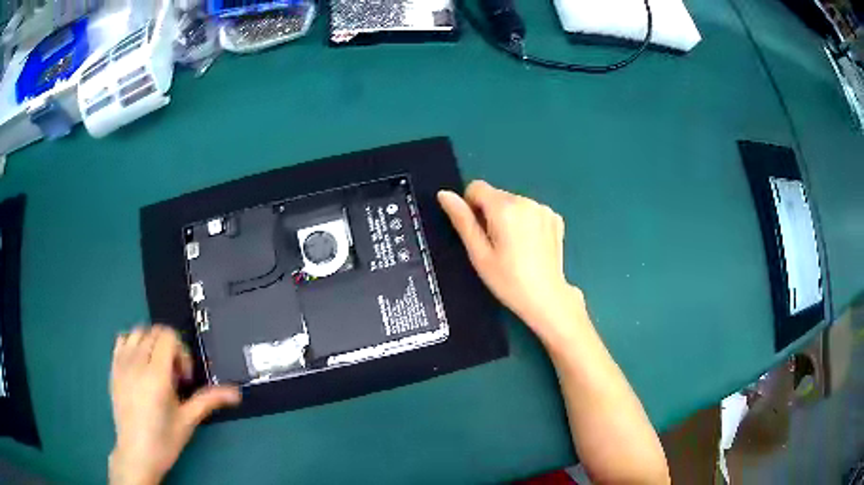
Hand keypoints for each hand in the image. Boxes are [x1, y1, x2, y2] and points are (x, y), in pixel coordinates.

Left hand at [109, 325, 240, 484]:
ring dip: (151, 343)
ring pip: (138, 332)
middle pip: (155, 332)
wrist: (137, 452)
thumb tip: (236, 393)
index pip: (168, 337)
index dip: (182, 352)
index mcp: (156, 375)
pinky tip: (139, 365)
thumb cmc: (164, 439)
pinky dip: (133, 344)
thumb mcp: (188, 420)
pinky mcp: (113, 367)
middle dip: (169, 348)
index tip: (185, 378)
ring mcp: (122, 363)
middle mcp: (137, 362)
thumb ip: (209, 400)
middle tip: (174, 377)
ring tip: (156, 368)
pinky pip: (122, 340)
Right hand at [438, 181, 585, 344]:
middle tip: (496, 246)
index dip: (470, 207)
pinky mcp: (555, 217)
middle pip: (496, 196)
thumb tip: (443, 194)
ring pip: (514, 203)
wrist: (547, 298)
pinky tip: (530, 246)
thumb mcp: (479, 254)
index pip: (476, 187)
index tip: (478, 233)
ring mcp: (544, 208)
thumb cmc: (507, 280)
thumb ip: (462, 220)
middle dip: (491, 214)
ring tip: (514, 248)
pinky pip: (531, 211)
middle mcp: (526, 200)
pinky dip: (527, 222)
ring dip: (509, 218)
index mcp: (505, 207)